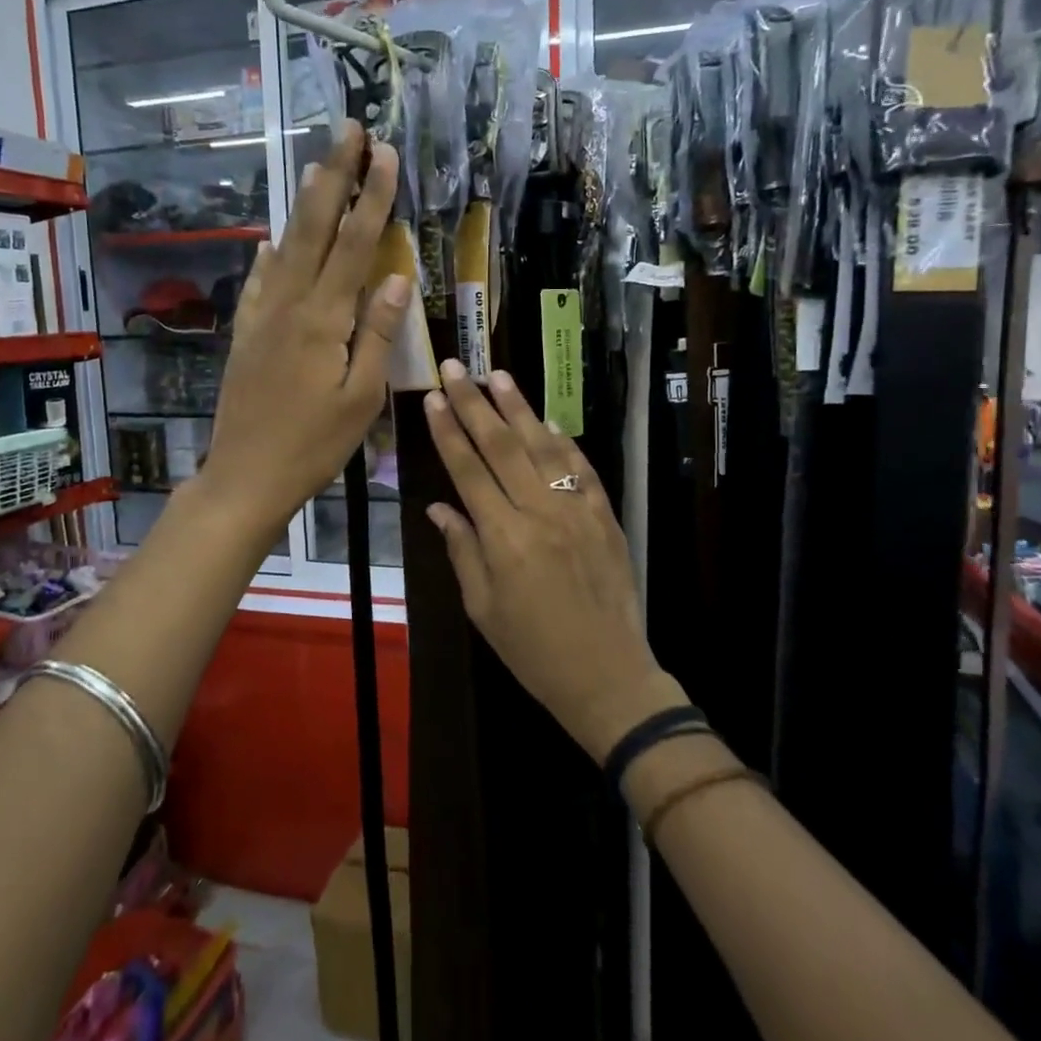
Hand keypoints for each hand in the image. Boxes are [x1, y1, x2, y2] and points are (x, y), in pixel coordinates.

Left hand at [205, 120, 410, 534]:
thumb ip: (378, 334)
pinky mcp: (246, 335)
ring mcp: (262, 317)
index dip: (372, 197)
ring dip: (303, 204)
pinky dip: (268, 256)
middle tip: (348, 131)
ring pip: (285, 247)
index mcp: (324, 320)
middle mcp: (290, 305)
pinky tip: (270, 241)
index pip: (354, 245)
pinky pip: (259, 283)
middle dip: (334, 177)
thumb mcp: (362, 398)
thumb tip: (398, 278)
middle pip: (313, 229)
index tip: (386, 154)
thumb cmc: (314, 445)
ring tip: (316, 165)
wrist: (246, 476)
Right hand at [422, 360, 679, 763]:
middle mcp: (540, 513)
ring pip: (543, 447)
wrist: (606, 674)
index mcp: (504, 538)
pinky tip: (547, 420)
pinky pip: (581, 469)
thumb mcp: (483, 608)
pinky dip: (563, 441)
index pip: (468, 470)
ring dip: (519, 409)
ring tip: (499, 375)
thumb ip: (462, 550)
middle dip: (476, 404)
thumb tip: (439, 507)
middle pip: (502, 447)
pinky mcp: (605, 516)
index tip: (434, 398)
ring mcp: (578, 511)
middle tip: (458, 367)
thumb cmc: (533, 650)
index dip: (448, 431)